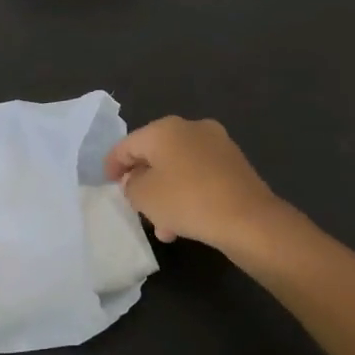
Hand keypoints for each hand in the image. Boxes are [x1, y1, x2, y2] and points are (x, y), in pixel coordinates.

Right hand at [103, 116, 281, 250]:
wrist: (248, 218)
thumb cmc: (187, 200)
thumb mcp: (144, 196)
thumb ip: (130, 184)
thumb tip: (135, 179)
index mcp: (165, 128)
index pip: (128, 143)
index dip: (113, 164)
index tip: (106, 183)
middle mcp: (191, 128)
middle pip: (155, 154)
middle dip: (143, 181)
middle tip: (134, 204)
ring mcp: (216, 144)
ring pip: (178, 168)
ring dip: (166, 193)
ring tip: (161, 226)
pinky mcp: (234, 164)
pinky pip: (199, 176)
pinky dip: (187, 194)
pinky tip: (183, 223)